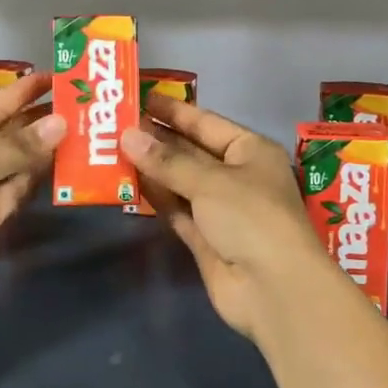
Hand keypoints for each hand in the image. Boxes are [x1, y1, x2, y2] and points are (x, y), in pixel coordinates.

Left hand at [0, 73, 64, 324]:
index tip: (57, 77)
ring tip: (80, 129)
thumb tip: (61, 123)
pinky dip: (34, 178)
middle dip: (36, 120)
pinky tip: (61, 164)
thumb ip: (17, 147)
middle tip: (79, 104)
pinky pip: (14, 189)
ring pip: (12, 162)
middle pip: (2, 133)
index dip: (22, 92)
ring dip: (40, 149)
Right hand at [121, 97, 343, 340]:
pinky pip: (176, 210)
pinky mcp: (206, 239)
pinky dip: (156, 198)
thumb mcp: (210, 181)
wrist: (274, 289)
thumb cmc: (252, 217)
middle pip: (191, 151)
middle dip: (158, 139)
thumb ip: (167, 160)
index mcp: (251, 151)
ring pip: (181, 182)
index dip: (174, 111)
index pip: (206, 123)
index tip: (141, 97)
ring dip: (152, 168)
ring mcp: (221, 210)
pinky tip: (128, 183)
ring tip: (112, 149)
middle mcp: (237, 176)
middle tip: (116, 123)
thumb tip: (127, 135)